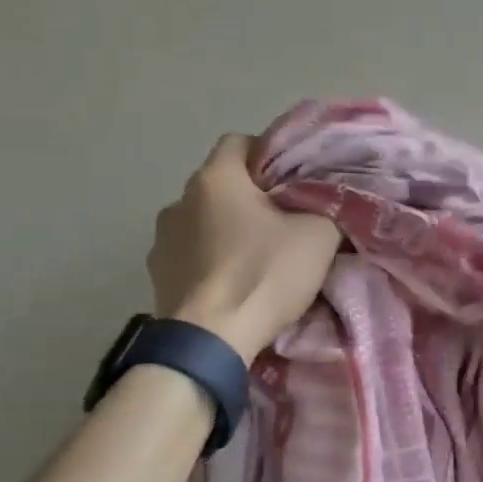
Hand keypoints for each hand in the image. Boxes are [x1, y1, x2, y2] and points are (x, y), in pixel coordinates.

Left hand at [149, 134, 340, 358]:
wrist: (211, 340)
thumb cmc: (264, 274)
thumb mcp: (318, 236)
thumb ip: (326, 207)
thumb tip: (326, 203)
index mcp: (215, 179)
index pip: (239, 141)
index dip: (269, 154)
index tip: (294, 180)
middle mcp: (179, 200)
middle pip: (222, 185)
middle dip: (252, 198)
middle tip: (285, 221)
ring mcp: (161, 240)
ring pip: (204, 221)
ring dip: (227, 231)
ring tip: (257, 258)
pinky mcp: (157, 276)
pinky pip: (191, 255)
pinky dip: (211, 262)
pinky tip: (233, 284)